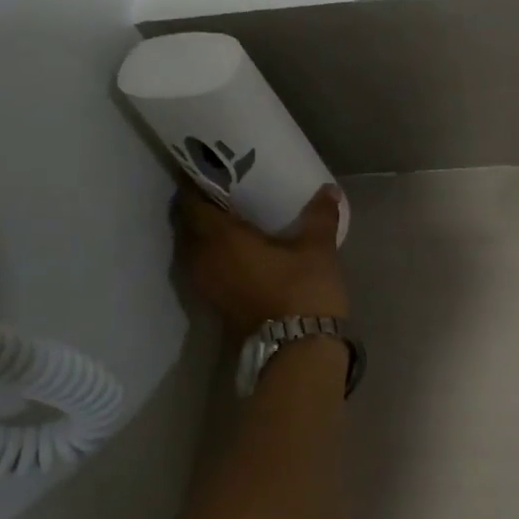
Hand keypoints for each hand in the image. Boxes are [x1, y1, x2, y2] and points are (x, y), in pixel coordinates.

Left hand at [171, 185, 349, 335]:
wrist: (298, 349)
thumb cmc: (303, 291)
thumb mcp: (317, 249)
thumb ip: (320, 216)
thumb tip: (329, 189)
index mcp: (220, 239)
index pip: (192, 201)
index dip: (197, 182)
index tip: (212, 168)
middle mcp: (203, 259)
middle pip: (189, 224)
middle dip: (202, 205)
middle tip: (226, 190)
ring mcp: (206, 284)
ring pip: (195, 247)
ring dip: (207, 232)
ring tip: (233, 218)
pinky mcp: (215, 302)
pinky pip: (206, 266)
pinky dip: (215, 253)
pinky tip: (240, 249)